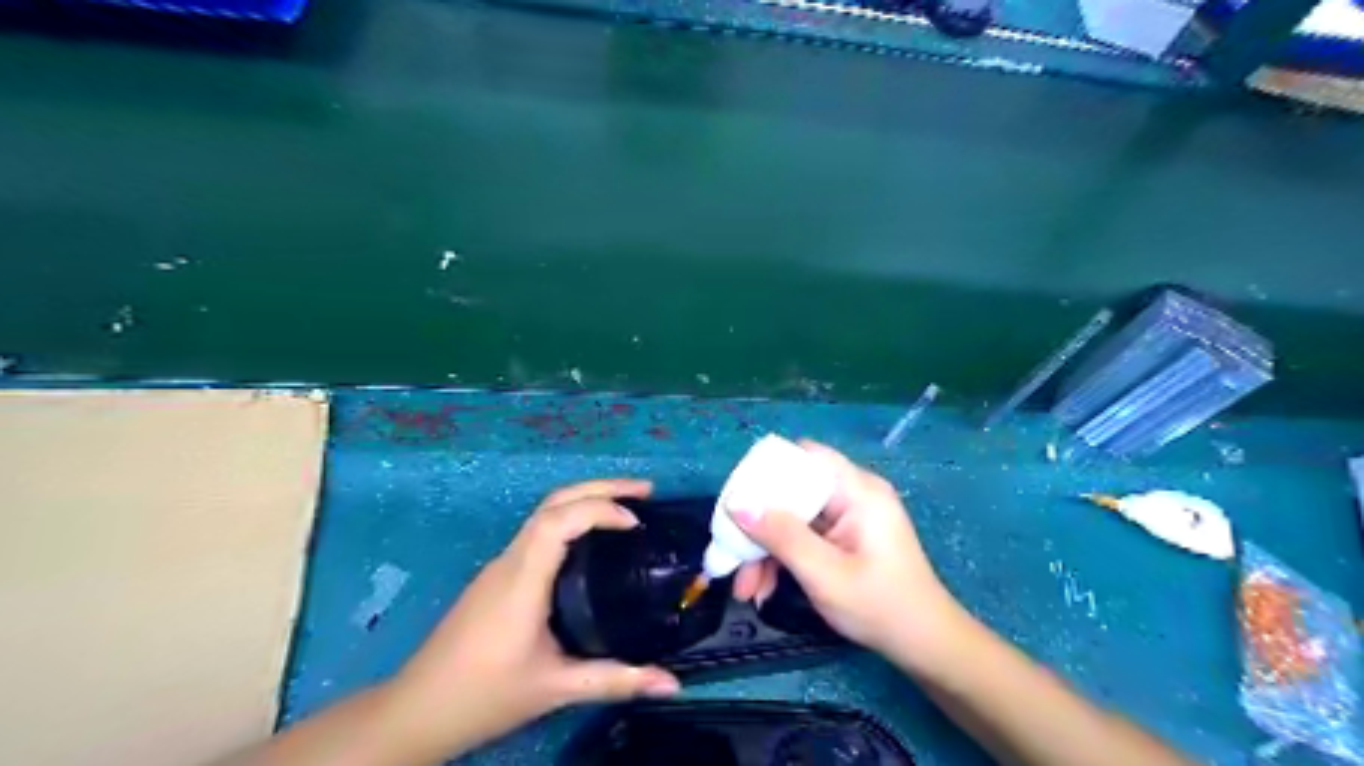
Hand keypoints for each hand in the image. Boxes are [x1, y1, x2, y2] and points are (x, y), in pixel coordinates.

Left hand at [382, 481, 681, 756]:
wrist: (418, 710)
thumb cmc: (484, 695)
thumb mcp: (555, 688)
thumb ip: (614, 681)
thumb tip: (673, 684)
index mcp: (522, 578)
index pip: (559, 520)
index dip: (600, 509)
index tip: (637, 523)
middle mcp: (511, 560)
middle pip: (554, 502)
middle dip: (601, 488)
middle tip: (646, 491)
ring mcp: (501, 565)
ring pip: (545, 513)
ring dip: (586, 500)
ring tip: (628, 508)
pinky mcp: (499, 576)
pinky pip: (540, 531)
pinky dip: (573, 520)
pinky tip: (594, 540)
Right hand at [735, 444, 957, 665]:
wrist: (925, 646)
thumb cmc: (880, 607)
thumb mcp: (824, 574)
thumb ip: (781, 536)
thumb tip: (736, 503)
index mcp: (857, 490)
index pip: (804, 457)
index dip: (766, 473)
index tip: (737, 504)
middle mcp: (852, 493)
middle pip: (792, 490)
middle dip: (759, 525)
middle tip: (732, 556)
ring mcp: (848, 515)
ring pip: (791, 516)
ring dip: (765, 548)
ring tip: (746, 590)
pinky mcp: (843, 535)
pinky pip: (802, 533)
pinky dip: (782, 557)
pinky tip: (765, 588)